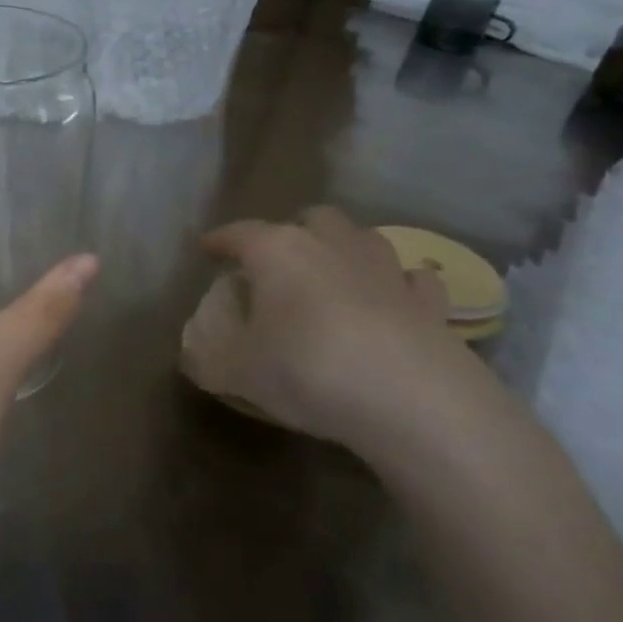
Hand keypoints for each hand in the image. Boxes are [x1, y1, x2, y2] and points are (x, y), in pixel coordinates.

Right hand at [182, 207, 507, 461]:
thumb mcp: (234, 371)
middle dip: (292, 231)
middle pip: (311, 219)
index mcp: (278, 251)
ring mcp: (387, 269)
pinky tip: (392, 301)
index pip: (240, 232)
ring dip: (344, 250)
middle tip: (278, 261)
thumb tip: (193, 353)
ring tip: (332, 276)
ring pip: (363, 238)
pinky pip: (412, 279)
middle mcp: (332, 245)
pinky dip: (399, 284)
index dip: (220, 240)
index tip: (207, 249)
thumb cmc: (307, 370)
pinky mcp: (430, 303)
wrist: (414, 402)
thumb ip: (205, 357)